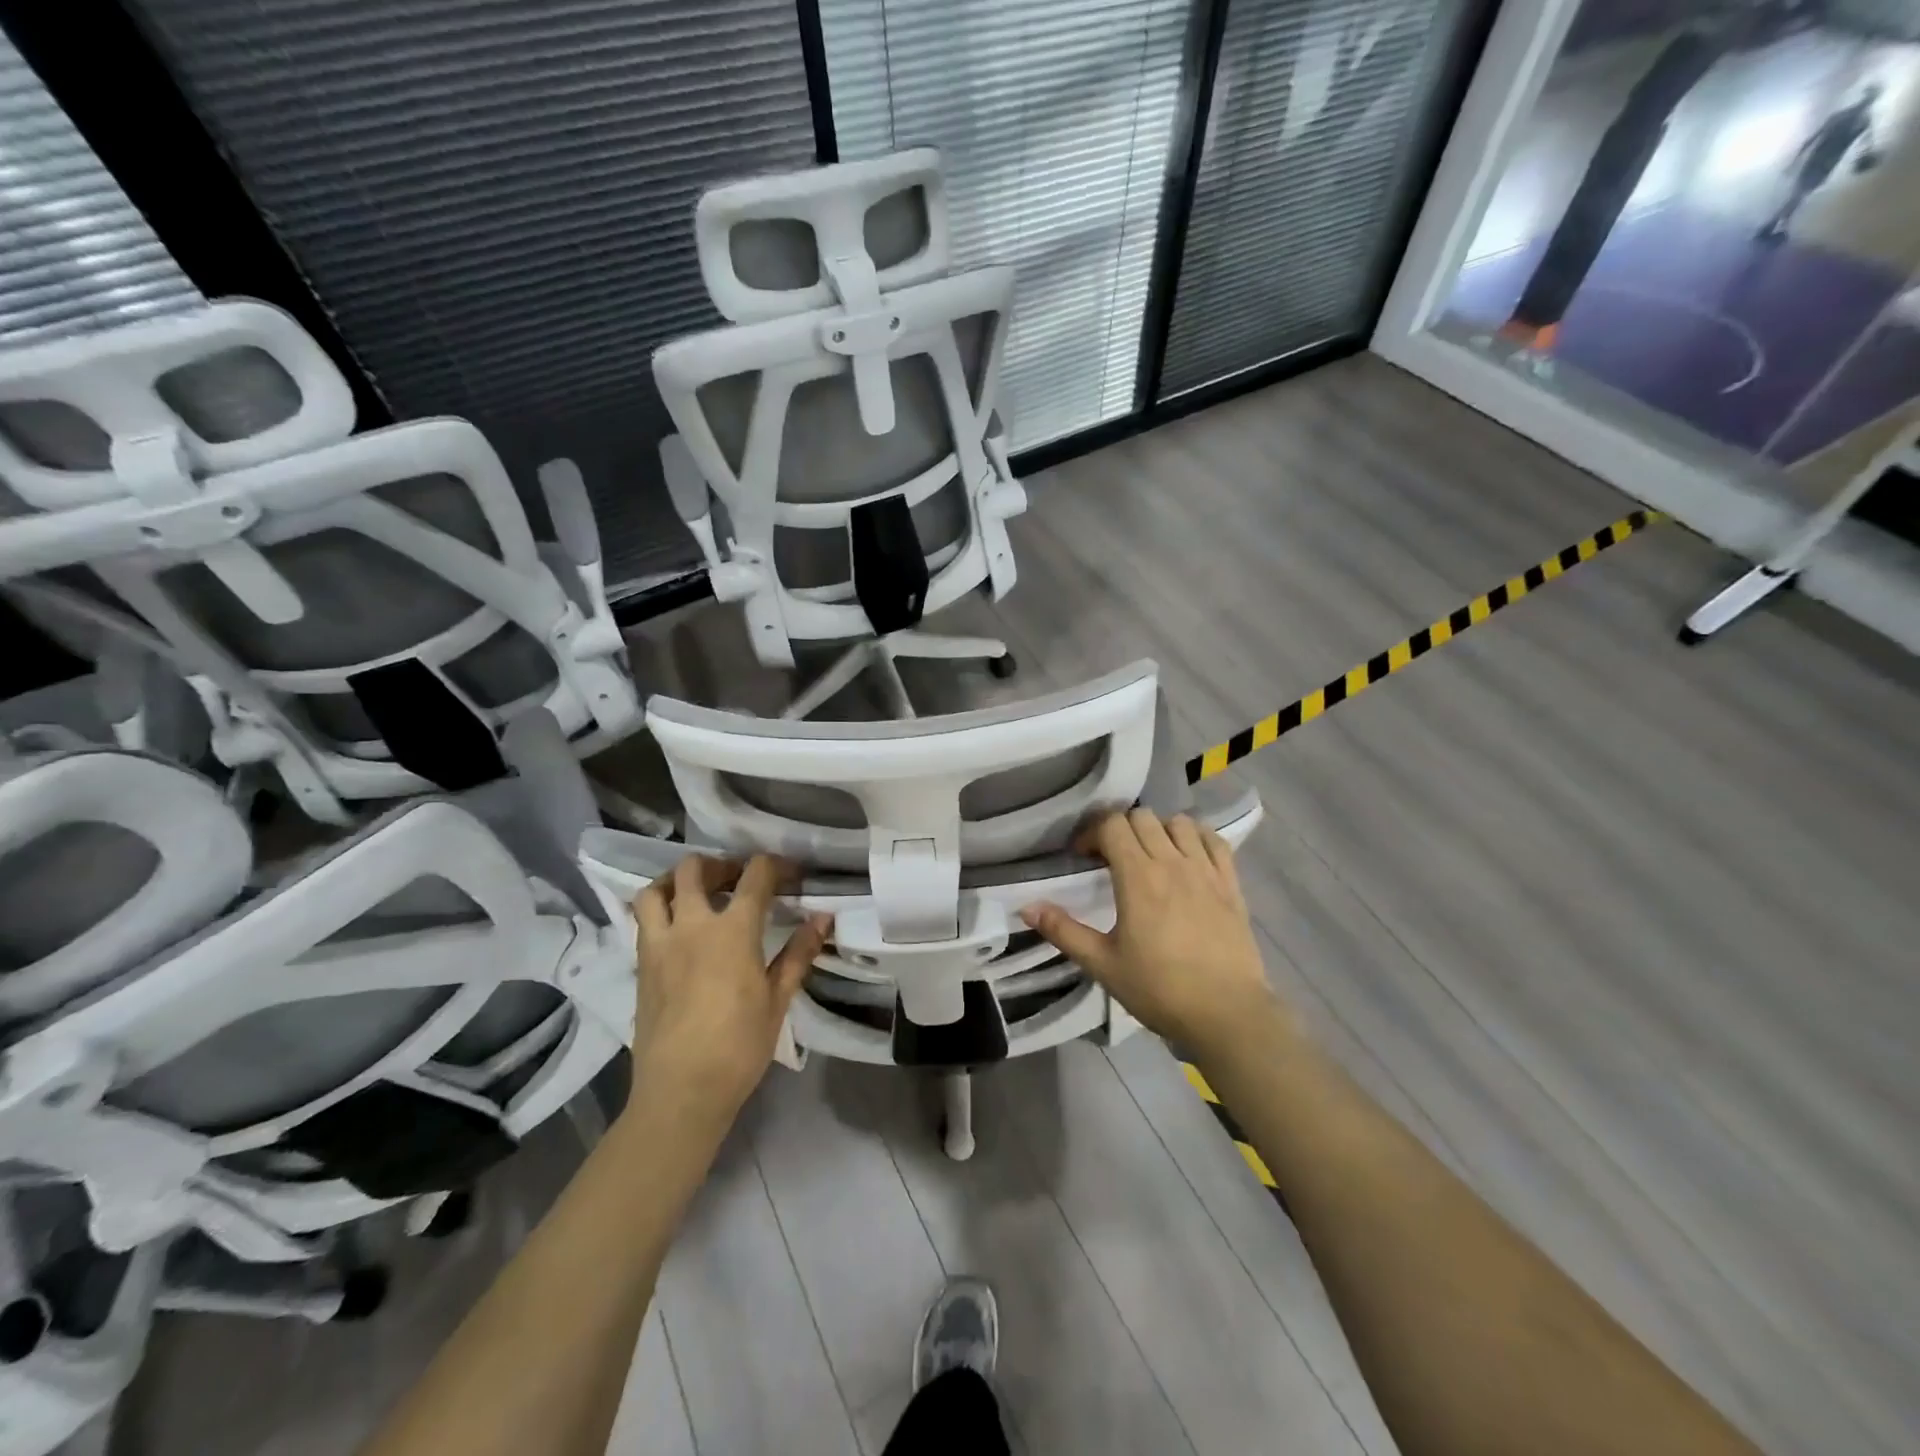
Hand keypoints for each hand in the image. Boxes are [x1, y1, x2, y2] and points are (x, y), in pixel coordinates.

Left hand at [629, 854, 829, 1127]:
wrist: (681, 1091)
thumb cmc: (739, 1046)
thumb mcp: (778, 999)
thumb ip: (798, 953)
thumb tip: (823, 918)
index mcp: (733, 931)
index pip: (756, 875)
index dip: (776, 865)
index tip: (791, 875)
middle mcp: (692, 926)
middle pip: (695, 869)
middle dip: (721, 865)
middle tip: (739, 880)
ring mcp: (659, 944)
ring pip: (656, 890)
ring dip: (677, 881)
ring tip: (697, 894)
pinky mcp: (641, 965)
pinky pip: (643, 920)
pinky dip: (661, 910)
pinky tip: (680, 930)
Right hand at [1022, 810, 1284, 1056]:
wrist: (1227, 1014)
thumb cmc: (1159, 990)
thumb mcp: (1103, 964)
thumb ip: (1063, 931)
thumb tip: (1026, 907)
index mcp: (1138, 877)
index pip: (1112, 825)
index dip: (1092, 833)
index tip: (1083, 857)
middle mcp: (1172, 862)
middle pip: (1142, 817)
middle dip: (1120, 829)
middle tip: (1112, 858)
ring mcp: (1206, 870)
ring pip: (1178, 823)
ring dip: (1158, 831)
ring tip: (1150, 856)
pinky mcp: (1231, 883)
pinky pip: (1213, 840)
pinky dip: (1196, 838)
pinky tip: (1188, 858)